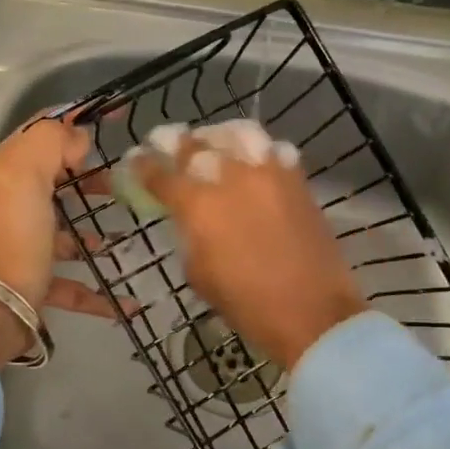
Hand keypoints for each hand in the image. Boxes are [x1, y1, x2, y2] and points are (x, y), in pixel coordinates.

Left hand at [0, 115, 118, 364]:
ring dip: (95, 229)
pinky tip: (127, 300)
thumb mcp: (26, 173)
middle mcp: (10, 202)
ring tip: (127, 232)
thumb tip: (77, 138)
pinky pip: (72, 280)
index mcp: (4, 170)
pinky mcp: (36, 279)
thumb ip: (52, 142)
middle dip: (90, 175)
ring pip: (64, 227)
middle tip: (126, 180)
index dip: (76, 117)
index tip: (118, 117)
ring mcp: (23, 242)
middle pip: (54, 177)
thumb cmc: (15, 234)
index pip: (40, 129)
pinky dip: (97, 290)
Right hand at [137, 132, 365, 370]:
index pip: (161, 174)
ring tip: (211, 142)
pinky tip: (253, 159)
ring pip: (236, 135)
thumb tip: (188, 217)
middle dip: (175, 143)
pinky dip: (258, 149)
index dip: (143, 165)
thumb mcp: (199, 274)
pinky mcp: (297, 179)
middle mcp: (231, 177)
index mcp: (199, 206)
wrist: (313, 313)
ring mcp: (268, 173)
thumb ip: (188, 235)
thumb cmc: (248, 305)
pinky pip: (274, 149)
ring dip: (217, 137)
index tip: (136, 160)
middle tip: (167, 142)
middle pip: (195, 146)